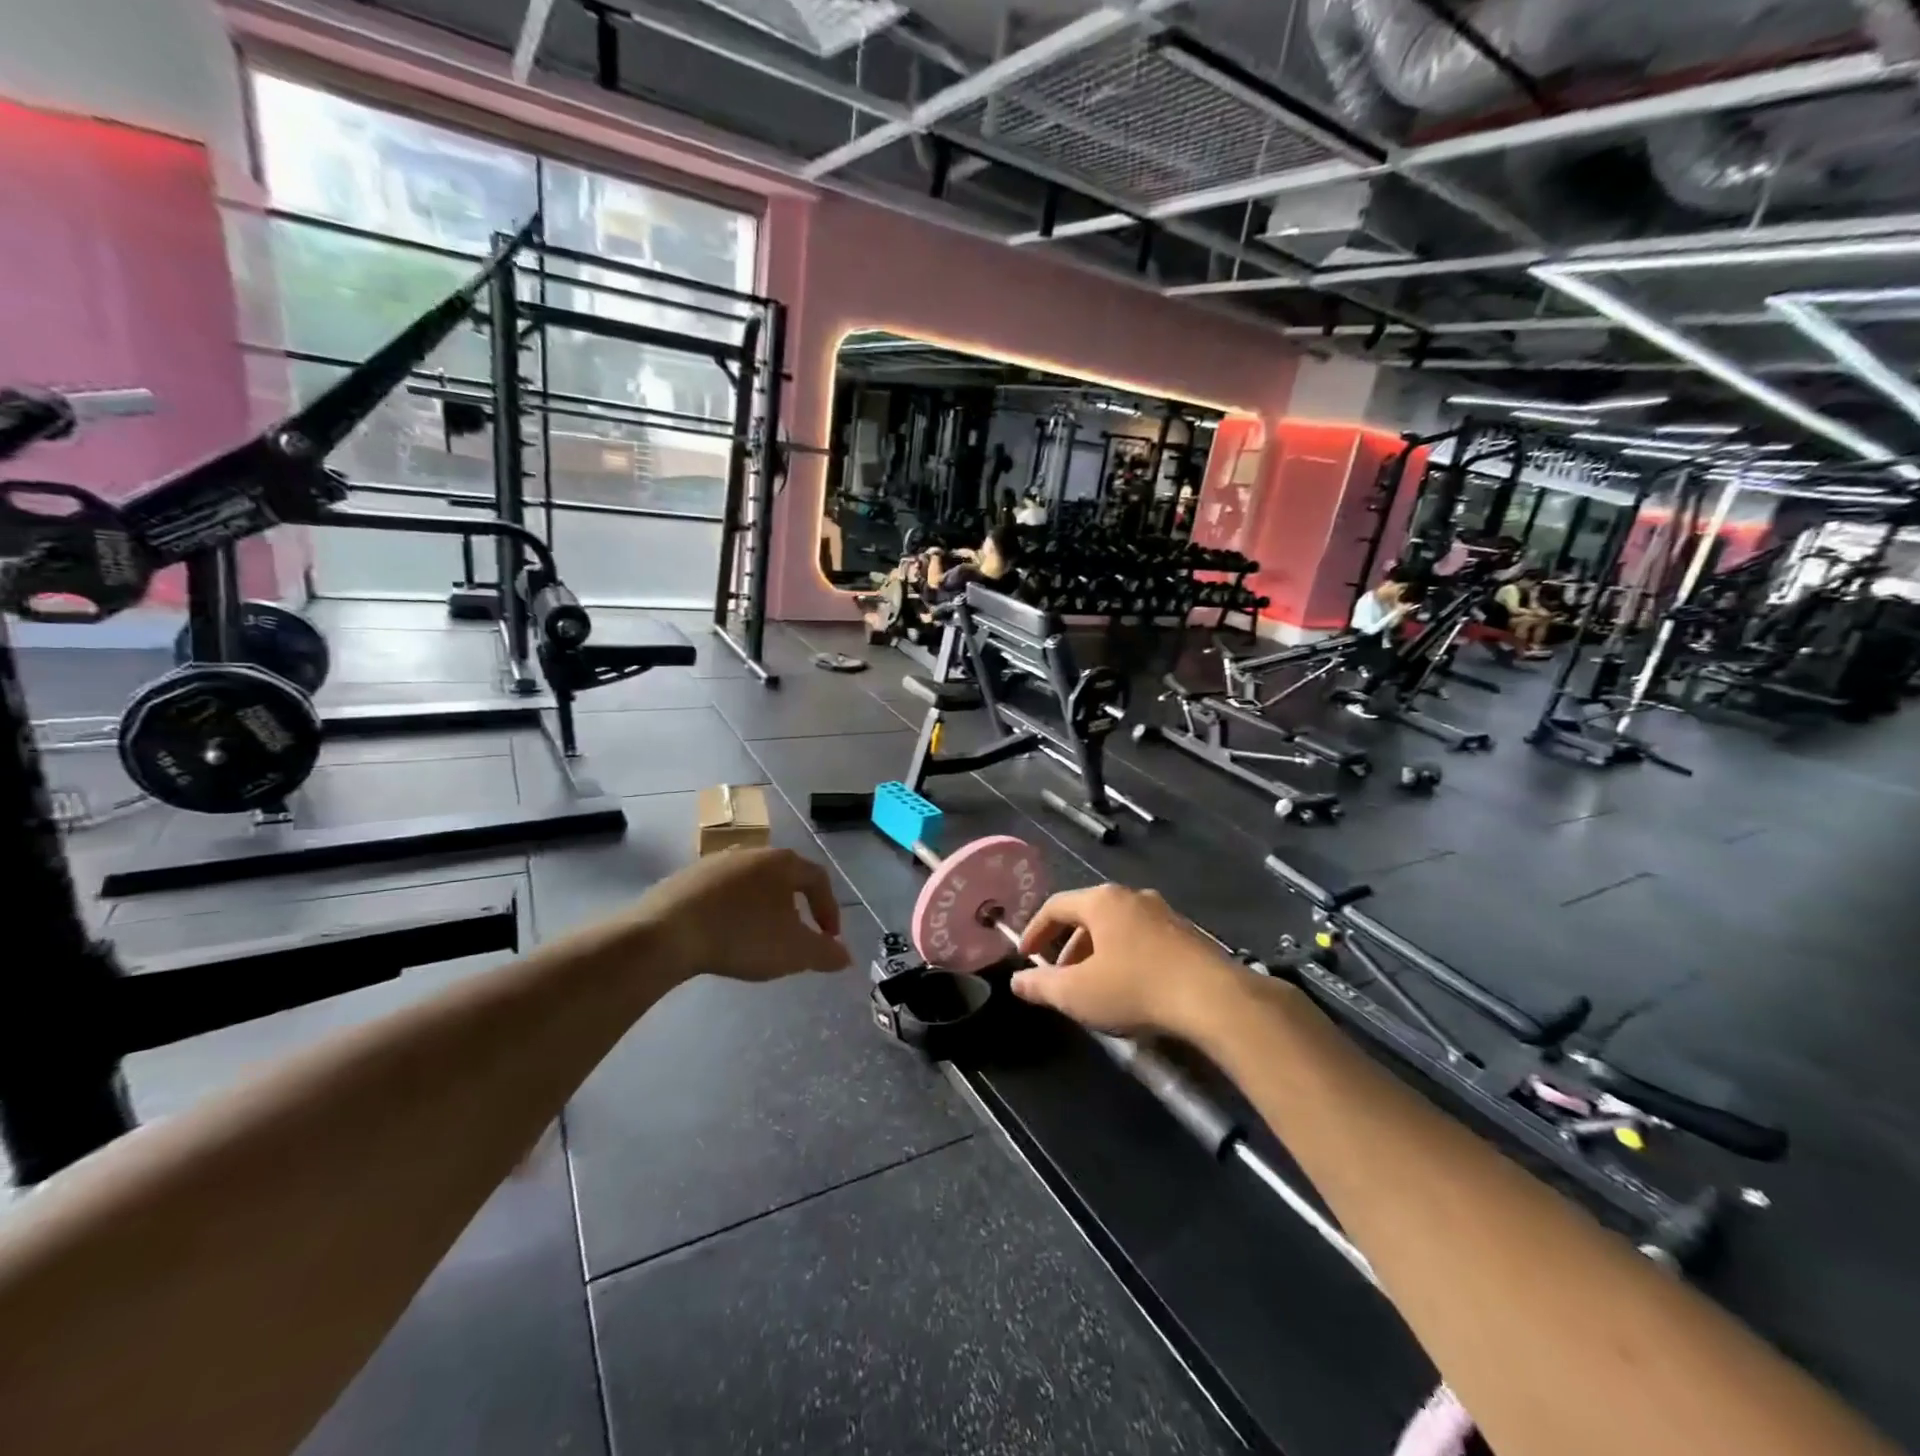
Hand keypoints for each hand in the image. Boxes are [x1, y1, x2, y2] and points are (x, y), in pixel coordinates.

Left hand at [634, 848, 849, 981]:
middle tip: (796, 937)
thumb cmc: (742, 935)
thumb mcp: (794, 952)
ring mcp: (715, 862)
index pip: (818, 879)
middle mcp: (752, 852)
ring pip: (751, 885)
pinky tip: (723, 936)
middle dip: (795, 908)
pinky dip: (731, 912)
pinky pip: (720, 894)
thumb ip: (825, 953)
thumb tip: (845, 956)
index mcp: (782, 863)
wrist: (666, 933)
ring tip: (759, 939)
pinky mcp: (685, 878)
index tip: (829, 939)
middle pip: (784, 878)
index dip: (829, 910)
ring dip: (762, 910)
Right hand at [1011, 885, 1247, 1036]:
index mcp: (1102, 901)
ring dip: (1097, 954)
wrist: (1214, 999)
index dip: (1035, 930)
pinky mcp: (1188, 935)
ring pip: (1117, 928)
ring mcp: (1164, 913)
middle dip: (1068, 947)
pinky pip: (1142, 939)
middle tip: (1059, 977)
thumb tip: (1017, 981)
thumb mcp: (1078, 993)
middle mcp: (1132, 897)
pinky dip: (1124, 957)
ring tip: (1093, 987)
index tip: (1025, 956)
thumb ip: (1042, 985)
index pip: (1056, 906)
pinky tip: (1129, 989)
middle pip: (1088, 915)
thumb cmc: (1135, 988)